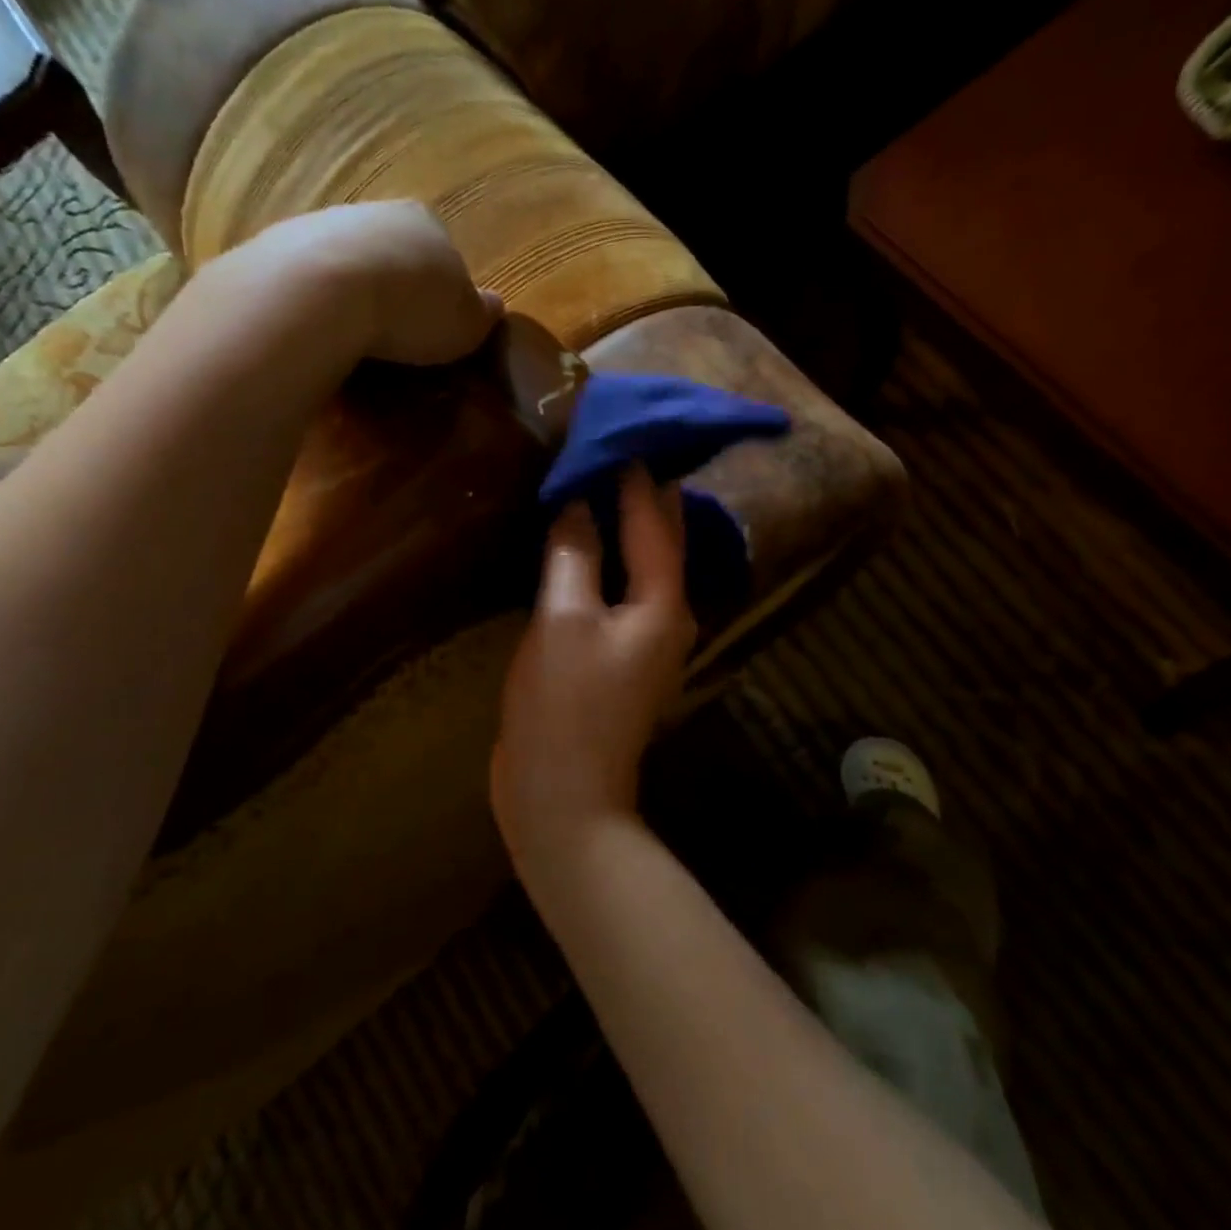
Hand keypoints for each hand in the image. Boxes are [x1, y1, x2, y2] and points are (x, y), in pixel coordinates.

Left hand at [220, 200, 502, 366]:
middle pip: (393, 252)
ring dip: (354, 293)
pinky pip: (310, 279)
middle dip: (396, 287)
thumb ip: (482, 313)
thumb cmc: (411, 309)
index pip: (445, 254)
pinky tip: (321, 331)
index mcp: (426, 222)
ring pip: (348, 262)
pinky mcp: (277, 246)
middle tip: (397, 334)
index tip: (438, 326)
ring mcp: (321, 223)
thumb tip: (494, 305)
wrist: (319, 294)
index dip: (444, 291)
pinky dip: (318, 301)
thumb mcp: (466, 324)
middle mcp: (375, 212)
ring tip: (355, 338)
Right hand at [492, 465, 697, 872]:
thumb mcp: (563, 619)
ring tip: (602, 485)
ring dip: (625, 527)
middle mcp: (668, 617)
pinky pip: (621, 593)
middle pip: (660, 541)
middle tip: (621, 449)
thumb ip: (574, 554)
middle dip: (644, 496)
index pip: (655, 520)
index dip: (637, 477)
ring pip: (642, 567)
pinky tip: (586, 547)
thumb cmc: (564, 706)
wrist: (562, 797)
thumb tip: (577, 502)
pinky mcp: (619, 660)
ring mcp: (645, 642)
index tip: (620, 433)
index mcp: (664, 603)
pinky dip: (607, 562)